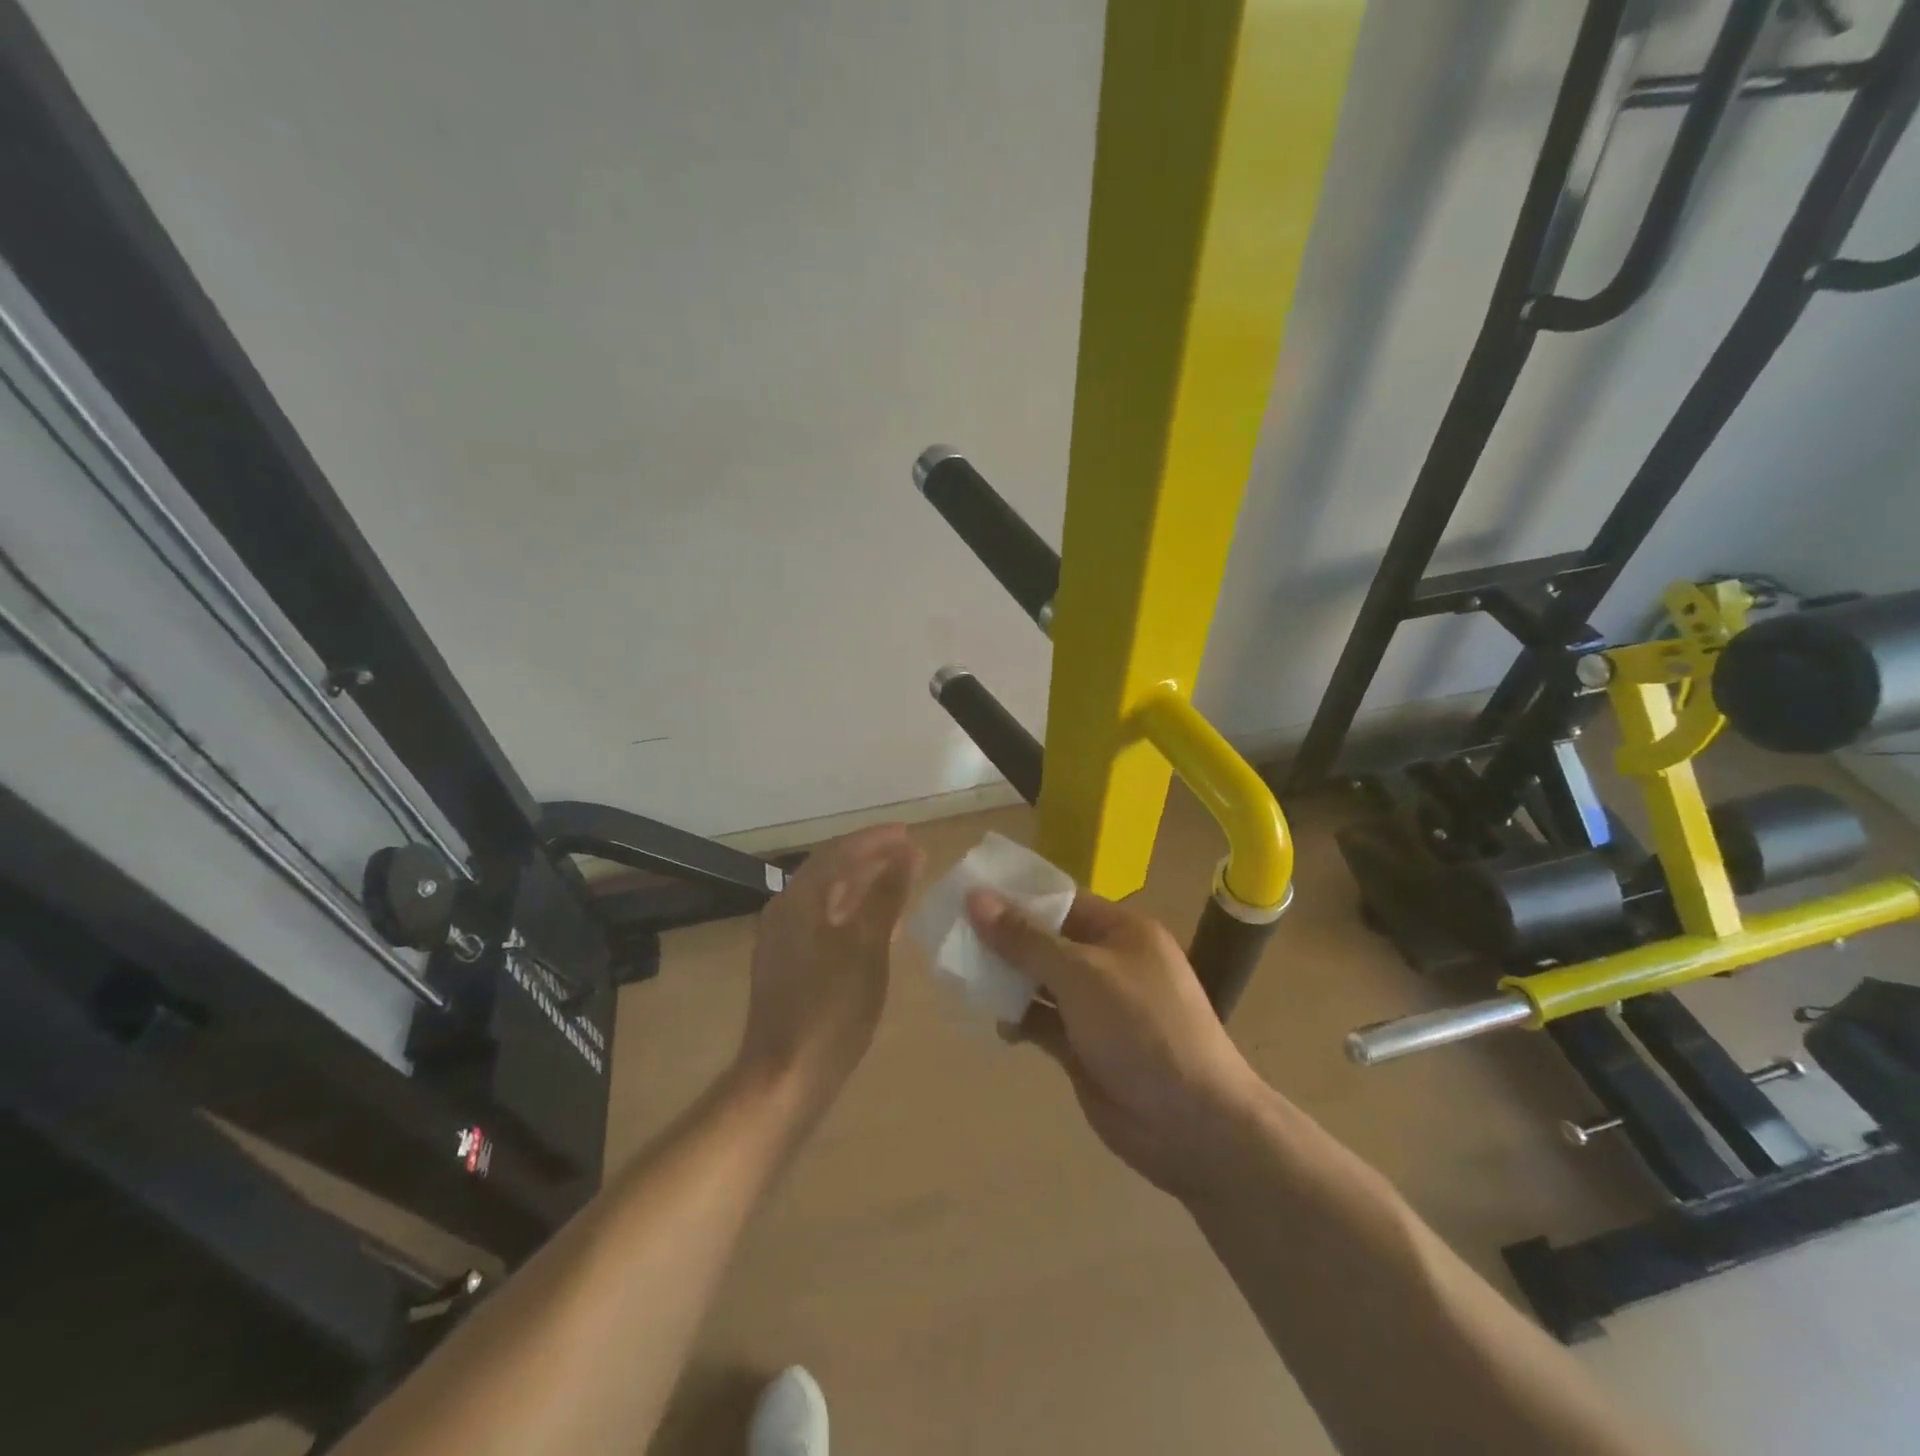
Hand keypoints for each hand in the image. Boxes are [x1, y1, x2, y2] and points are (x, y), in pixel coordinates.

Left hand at [736, 824, 923, 1126]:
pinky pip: (823, 921)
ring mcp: (782, 939)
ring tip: (898, 879)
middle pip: (829, 869)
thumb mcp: (868, 947)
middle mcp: (784, 910)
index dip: (875, 840)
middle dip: (869, 857)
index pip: (839, 851)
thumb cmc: (831, 1009)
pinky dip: (851, 912)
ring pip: (826, 896)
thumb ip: (886, 896)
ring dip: (862, 883)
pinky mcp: (787, 964)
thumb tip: (906, 853)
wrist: (785, 1077)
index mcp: (799, 900)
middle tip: (908, 852)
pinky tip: (877, 925)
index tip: (908, 833)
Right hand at [967, 888, 1264, 1197]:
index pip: (1061, 901)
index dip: (1016, 897)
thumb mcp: (1081, 974)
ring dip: (1005, 981)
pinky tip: (993, 1021)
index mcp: (1121, 932)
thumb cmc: (1141, 1028)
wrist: (1192, 1124)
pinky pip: (1042, 1022)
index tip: (968, 895)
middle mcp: (1108, 963)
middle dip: (1004, 940)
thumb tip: (976, 898)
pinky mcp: (1084, 1048)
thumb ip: (1026, 939)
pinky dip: (1018, 1019)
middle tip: (951, 937)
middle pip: (1046, 942)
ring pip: (1040, 983)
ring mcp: (1096, 1008)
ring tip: (960, 976)